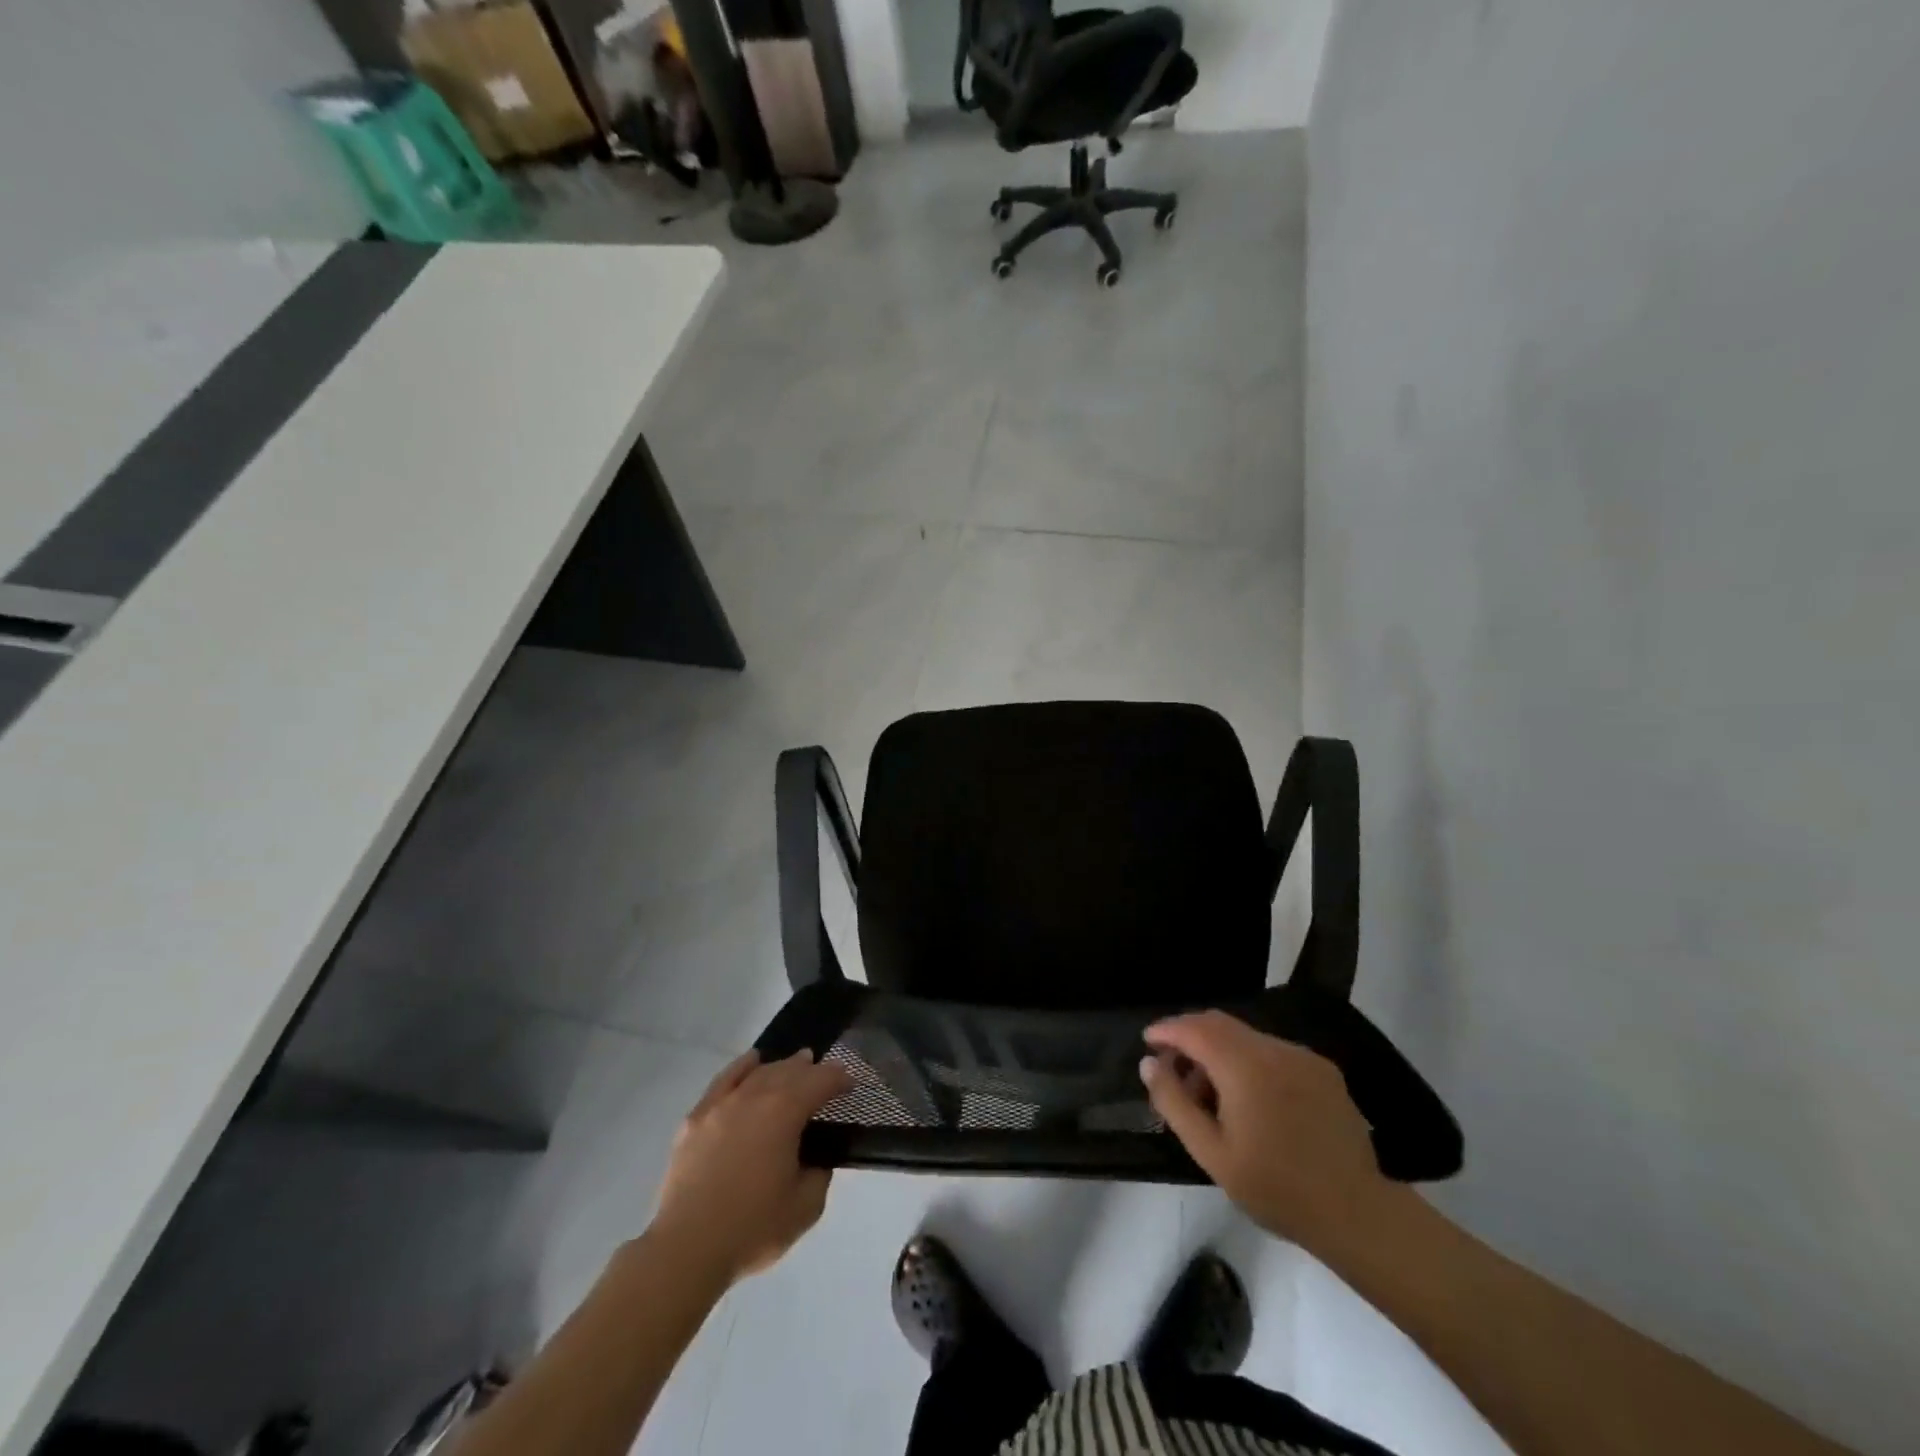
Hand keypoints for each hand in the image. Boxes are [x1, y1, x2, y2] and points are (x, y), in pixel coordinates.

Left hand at [650, 1049, 853, 1284]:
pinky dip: (742, 1067)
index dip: (839, 1079)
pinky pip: (724, 1080)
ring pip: (759, 1072)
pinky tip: (751, 1062)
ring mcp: (722, 1104)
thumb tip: (815, 1159)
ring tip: (795, 1064)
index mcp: (785, 1112)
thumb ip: (819, 1174)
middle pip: (789, 1071)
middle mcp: (755, 1096)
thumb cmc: (752, 1227)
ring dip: (781, 1066)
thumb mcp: (806, 1207)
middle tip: (826, 1075)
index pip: (820, 1082)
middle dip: (811, 1069)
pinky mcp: (696, 1118)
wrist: (686, 1248)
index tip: (851, 1084)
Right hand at [1140, 1011, 1392, 1255]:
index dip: (1166, 1030)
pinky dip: (1249, 1061)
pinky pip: (1273, 1051)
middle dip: (1190, 1037)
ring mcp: (1302, 1056)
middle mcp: (1273, 1048)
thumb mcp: (1212, 1153)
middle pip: (1219, 1023)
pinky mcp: (1323, 1070)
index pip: (1194, 1028)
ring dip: (1219, 1051)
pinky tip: (1251, 1099)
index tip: (1148, 1043)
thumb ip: (1174, 1102)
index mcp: (1244, 1066)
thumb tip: (1149, 1063)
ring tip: (1211, 1093)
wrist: (1357, 1214)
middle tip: (1173, 1069)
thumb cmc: (1276, 1188)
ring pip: (1246, 1037)